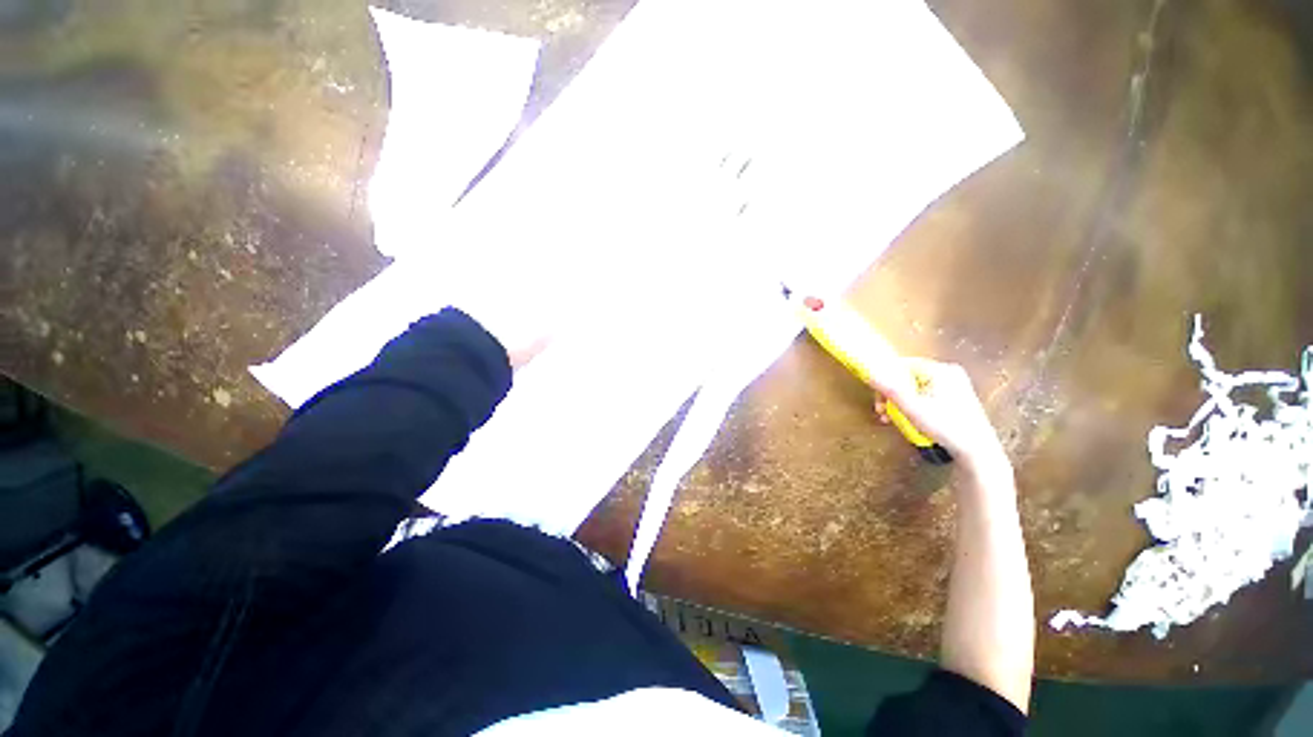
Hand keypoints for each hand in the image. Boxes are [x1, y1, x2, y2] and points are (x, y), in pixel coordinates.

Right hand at [868, 357, 1011, 480]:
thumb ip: (888, 387)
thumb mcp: (910, 407)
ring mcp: (955, 384)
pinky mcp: (957, 397)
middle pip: (907, 377)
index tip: (878, 400)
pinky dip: (914, 405)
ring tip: (892, 419)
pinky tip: (910, 420)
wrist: (977, 451)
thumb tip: (868, 371)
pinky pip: (926, 395)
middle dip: (892, 395)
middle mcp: (949, 372)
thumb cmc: (944, 427)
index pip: (901, 365)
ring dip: (900, 403)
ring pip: (915, 388)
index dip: (885, 381)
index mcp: (939, 369)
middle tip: (883, 412)